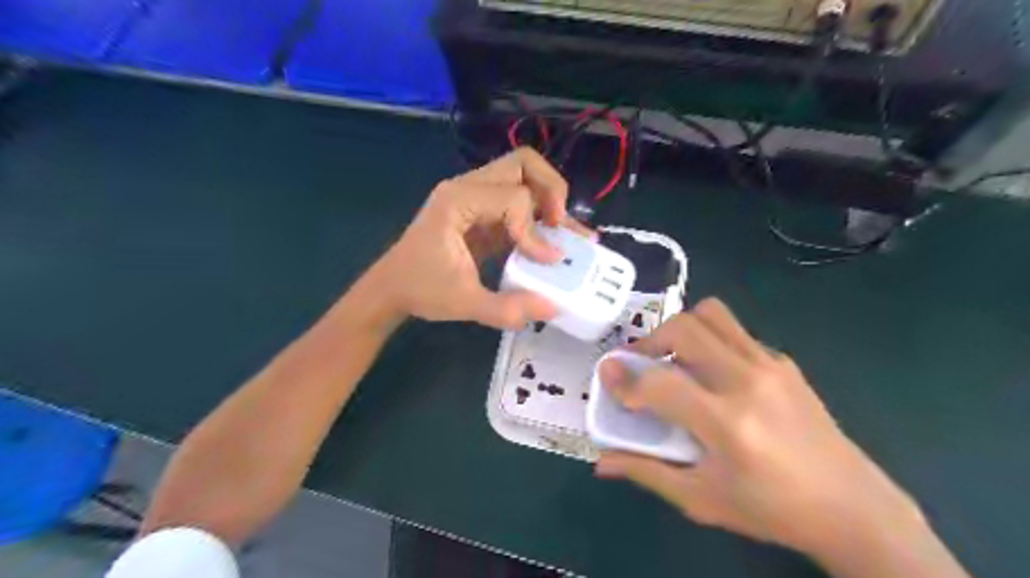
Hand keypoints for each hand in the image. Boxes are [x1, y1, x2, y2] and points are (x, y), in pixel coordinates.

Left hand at [363, 148, 586, 329]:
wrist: (391, 289)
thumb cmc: (421, 290)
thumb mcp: (464, 303)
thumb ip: (507, 308)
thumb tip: (554, 308)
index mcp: (458, 201)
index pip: (514, 198)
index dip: (535, 230)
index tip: (547, 260)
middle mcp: (467, 188)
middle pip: (523, 163)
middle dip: (552, 190)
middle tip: (560, 225)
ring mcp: (474, 196)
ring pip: (523, 175)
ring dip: (549, 198)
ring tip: (566, 230)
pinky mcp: (482, 212)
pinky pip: (517, 200)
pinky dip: (539, 214)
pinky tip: (555, 237)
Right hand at [591, 298, 921, 554]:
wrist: (855, 508)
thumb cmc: (772, 510)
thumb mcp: (702, 499)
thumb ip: (648, 472)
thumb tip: (602, 463)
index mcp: (727, 423)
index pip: (659, 384)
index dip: (624, 378)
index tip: (608, 375)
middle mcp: (747, 382)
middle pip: (684, 328)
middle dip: (650, 340)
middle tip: (641, 363)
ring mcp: (770, 365)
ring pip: (712, 314)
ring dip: (681, 329)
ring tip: (674, 357)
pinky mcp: (784, 362)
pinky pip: (735, 332)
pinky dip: (711, 341)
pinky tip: (713, 374)